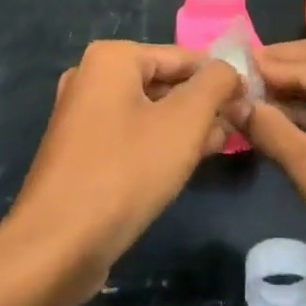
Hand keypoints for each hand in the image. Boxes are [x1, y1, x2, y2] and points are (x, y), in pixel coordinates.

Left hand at [3, 42, 243, 296]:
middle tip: (238, 129)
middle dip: (203, 105)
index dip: (220, 78)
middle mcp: (92, 77)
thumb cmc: (125, 172)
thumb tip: (231, 70)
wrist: (55, 249)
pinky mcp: (80, 152)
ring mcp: (81, 116)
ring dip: (186, 127)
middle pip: (164, 82)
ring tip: (219, 148)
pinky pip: (130, 135)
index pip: (182, 56)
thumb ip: (216, 85)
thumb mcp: (185, 122)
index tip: (250, 103)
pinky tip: (184, 167)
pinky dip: (159, 145)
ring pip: (149, 111)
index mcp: (112, 58)